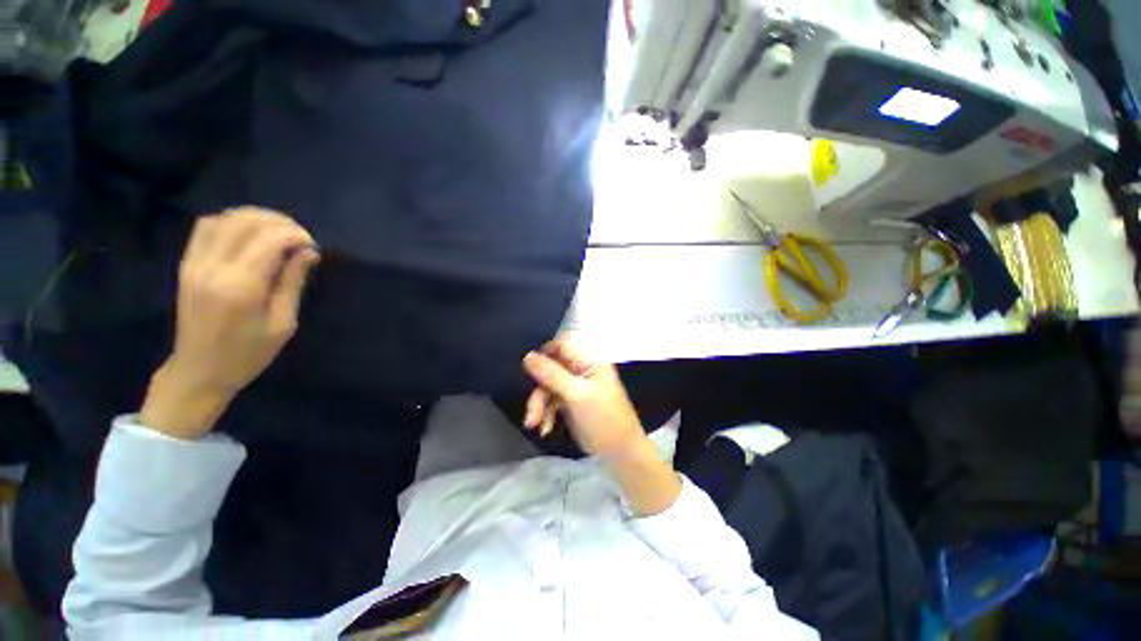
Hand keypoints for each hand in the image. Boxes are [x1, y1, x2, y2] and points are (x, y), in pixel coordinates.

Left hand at [140, 208, 319, 439]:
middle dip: (279, 222)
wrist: (199, 371)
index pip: (270, 240)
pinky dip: (231, 222)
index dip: (297, 235)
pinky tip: (249, 234)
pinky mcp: (187, 265)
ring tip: (277, 231)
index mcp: (240, 286)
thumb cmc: (248, 354)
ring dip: (255, 218)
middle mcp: (213, 267)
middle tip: (300, 236)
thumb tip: (308, 253)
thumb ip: (292, 283)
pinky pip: (206, 228)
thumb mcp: (283, 323)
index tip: (313, 247)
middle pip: (245, 222)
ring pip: (224, 219)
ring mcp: (195, 264)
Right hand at [522, 337, 680, 515]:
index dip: (544, 354)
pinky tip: (546, 429)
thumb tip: (527, 356)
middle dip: (539, 390)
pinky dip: (546, 413)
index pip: (562, 344)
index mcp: (589, 360)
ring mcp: (575, 386)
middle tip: (532, 412)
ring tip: (534, 425)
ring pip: (548, 386)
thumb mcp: (576, 395)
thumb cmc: (603, 418)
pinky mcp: (570, 401)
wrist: (619, 452)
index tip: (530, 370)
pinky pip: (552, 400)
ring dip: (539, 405)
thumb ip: (552, 375)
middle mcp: (581, 369)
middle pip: (551, 368)